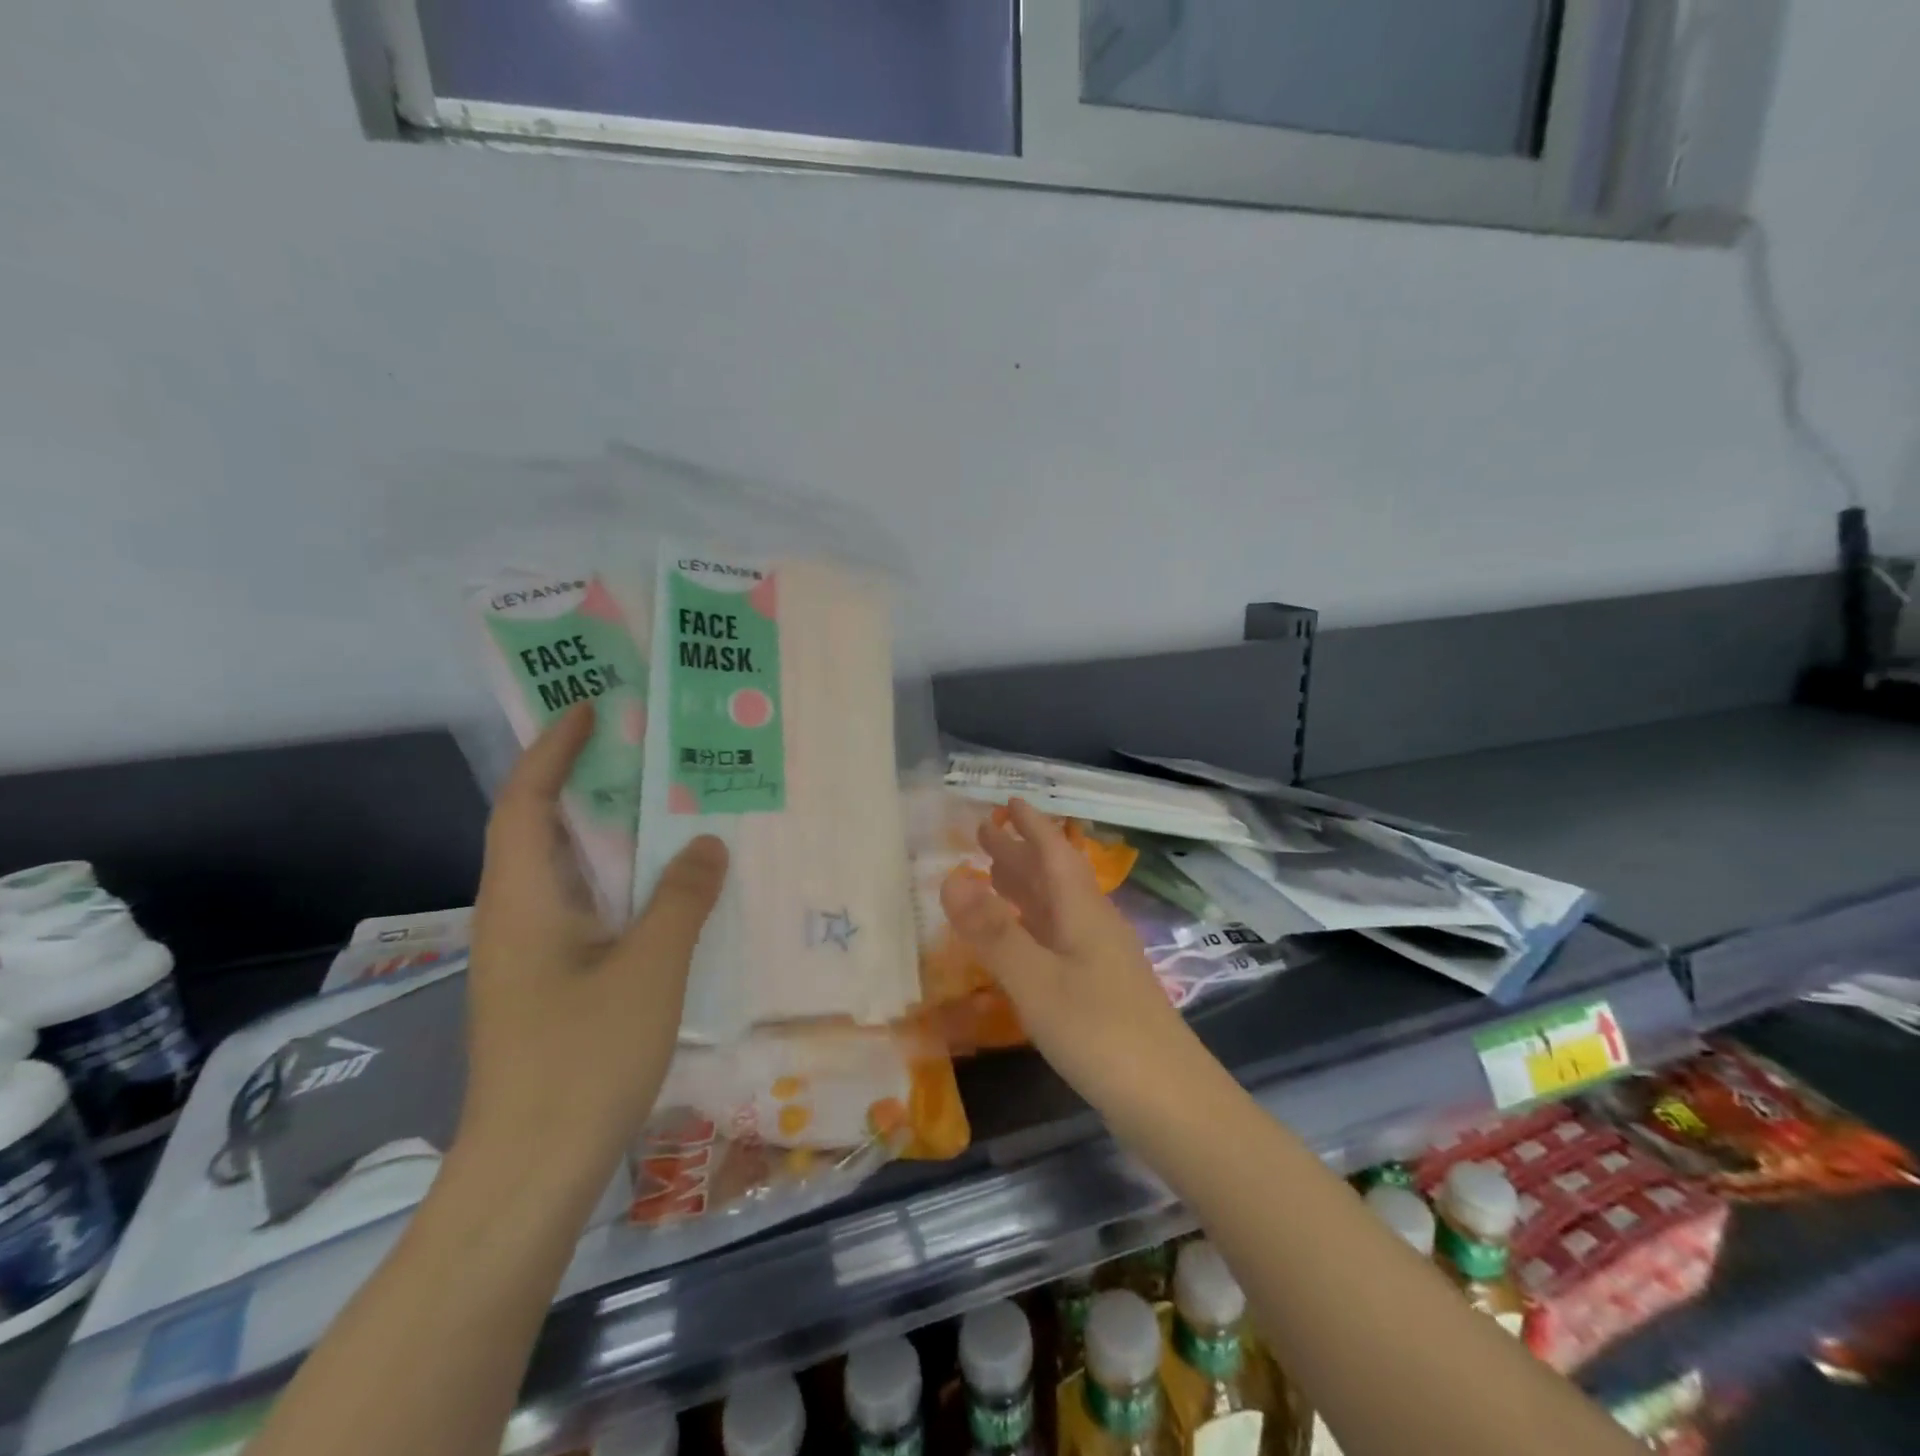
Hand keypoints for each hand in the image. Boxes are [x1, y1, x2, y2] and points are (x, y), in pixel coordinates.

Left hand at [459, 704, 727, 1192]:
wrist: (529, 1173)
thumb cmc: (583, 1060)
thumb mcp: (650, 969)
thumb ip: (681, 897)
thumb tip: (708, 842)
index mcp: (524, 900)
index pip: (526, 802)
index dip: (553, 749)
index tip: (591, 707)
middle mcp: (515, 917)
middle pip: (539, 827)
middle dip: (580, 778)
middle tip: (639, 745)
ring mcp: (528, 954)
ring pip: (564, 870)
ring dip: (602, 830)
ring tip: (659, 801)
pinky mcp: (546, 984)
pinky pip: (582, 907)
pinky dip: (616, 878)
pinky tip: (661, 886)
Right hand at [939, 799, 1202, 1113]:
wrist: (1171, 1102)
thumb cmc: (1100, 1034)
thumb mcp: (1037, 981)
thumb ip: (994, 932)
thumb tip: (950, 876)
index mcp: (1083, 912)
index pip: (1054, 853)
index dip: (1031, 826)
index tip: (1007, 801)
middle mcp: (1094, 926)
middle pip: (1054, 876)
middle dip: (1020, 851)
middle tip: (984, 831)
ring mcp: (1101, 960)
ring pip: (1057, 908)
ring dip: (1026, 886)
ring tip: (994, 872)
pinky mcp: (1102, 991)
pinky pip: (1059, 938)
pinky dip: (1033, 925)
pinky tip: (1022, 940)